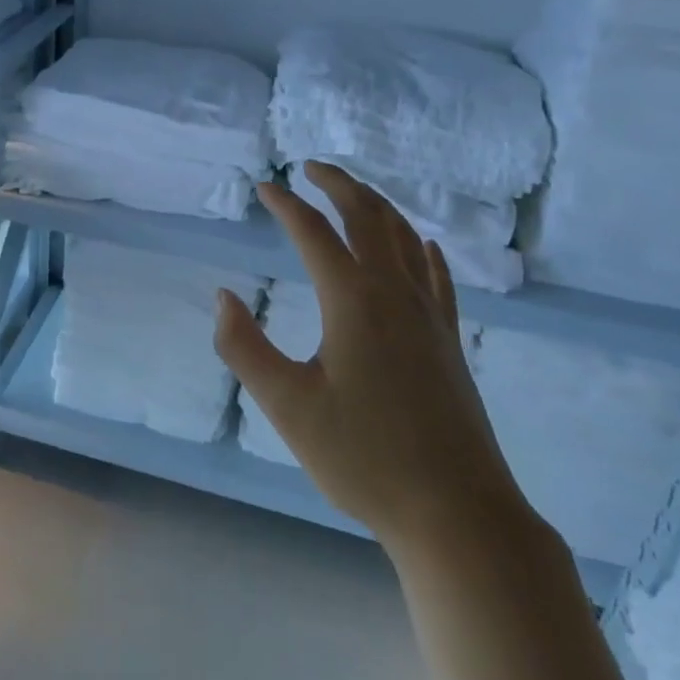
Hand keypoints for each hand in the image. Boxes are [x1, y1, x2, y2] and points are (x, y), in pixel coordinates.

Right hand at [213, 161, 532, 551]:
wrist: (457, 512)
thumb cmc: (363, 458)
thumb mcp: (287, 405)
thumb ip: (244, 347)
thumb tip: (223, 296)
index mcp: (353, 301)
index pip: (314, 233)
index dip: (286, 205)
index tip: (264, 188)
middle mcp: (395, 294)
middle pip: (369, 217)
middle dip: (339, 185)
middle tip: (311, 168)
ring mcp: (430, 315)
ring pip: (406, 239)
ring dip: (378, 206)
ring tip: (354, 194)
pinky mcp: (449, 340)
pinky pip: (437, 276)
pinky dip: (422, 248)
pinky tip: (422, 245)